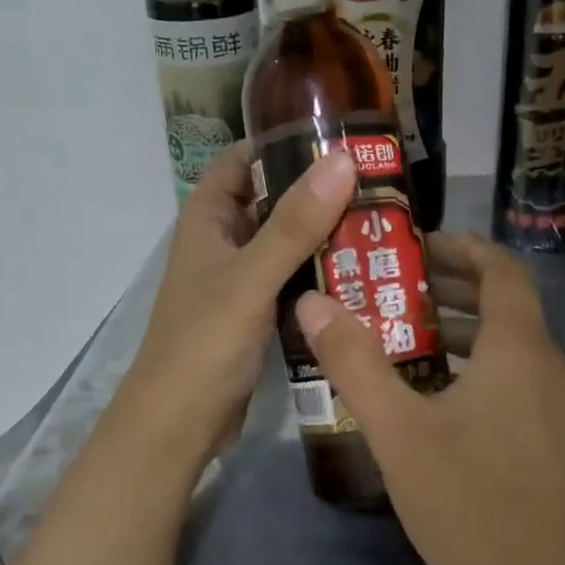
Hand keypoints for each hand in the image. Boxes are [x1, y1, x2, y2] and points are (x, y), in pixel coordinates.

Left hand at [118, 143, 356, 466]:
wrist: (178, 423)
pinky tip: (365, 273)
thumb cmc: (204, 342)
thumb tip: (343, 159)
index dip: (290, 144)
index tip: (347, 140)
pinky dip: (323, 271)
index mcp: (209, 215)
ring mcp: (240, 276)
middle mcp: (224, 238)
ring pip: (288, 241)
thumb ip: (295, 223)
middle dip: (322, 192)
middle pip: (276, 198)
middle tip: (384, 187)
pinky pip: (294, 277)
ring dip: (327, 234)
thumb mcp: (251, 277)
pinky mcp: (256, 310)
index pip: (248, 158)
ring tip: (386, 224)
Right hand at [294, 233, 564, 564]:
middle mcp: (546, 367)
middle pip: (502, 304)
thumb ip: (354, 363)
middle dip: (447, 288)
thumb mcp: (398, 431)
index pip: (501, 269)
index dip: (460, 247)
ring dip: (455, 332)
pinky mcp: (550, 442)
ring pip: (504, 347)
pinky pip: (510, 381)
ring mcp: (555, 408)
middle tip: (388, 287)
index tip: (412, 245)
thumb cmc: (471, 505)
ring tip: (395, 337)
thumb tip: (312, 302)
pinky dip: (469, 369)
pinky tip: (425, 399)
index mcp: (518, 350)